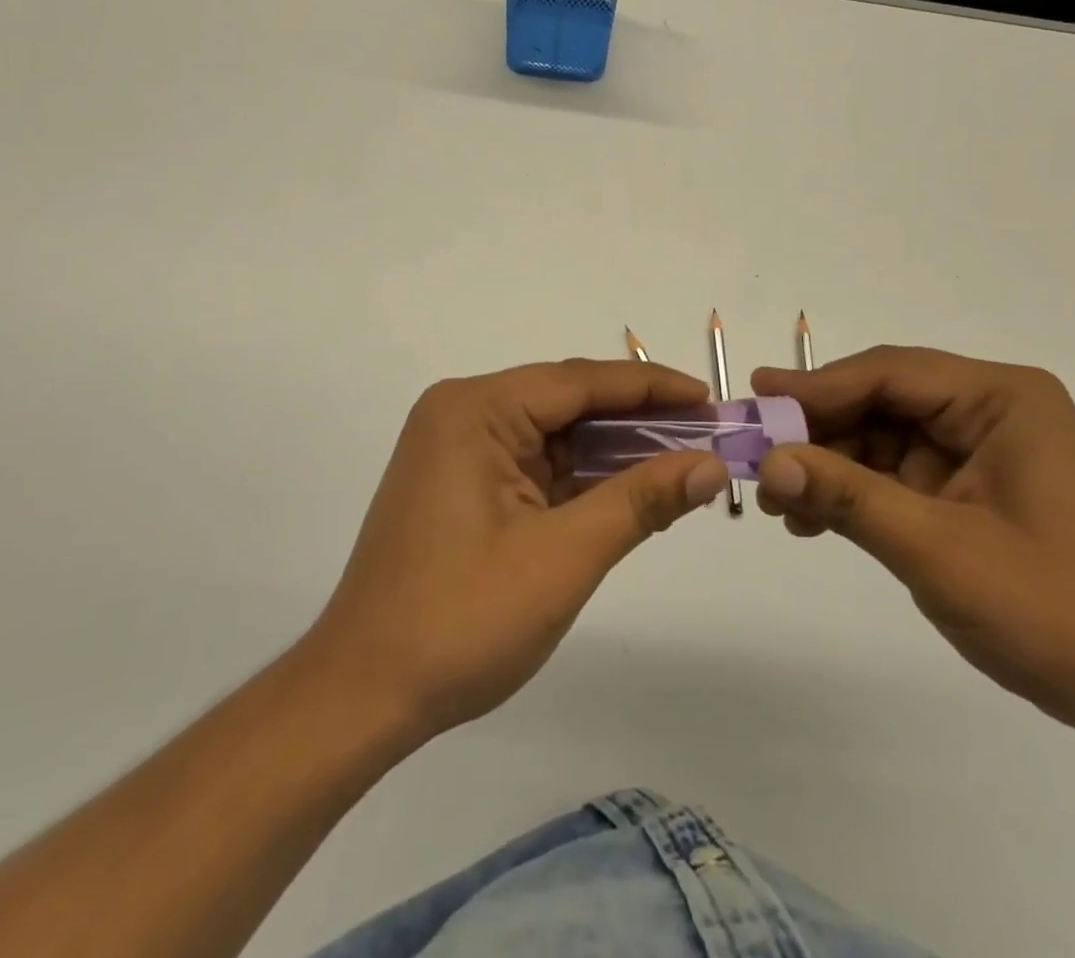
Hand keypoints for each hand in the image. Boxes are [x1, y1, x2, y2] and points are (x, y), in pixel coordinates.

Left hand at [305, 360, 729, 741]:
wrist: (363, 694)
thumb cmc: (462, 619)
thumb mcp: (563, 556)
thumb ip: (640, 500)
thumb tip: (711, 465)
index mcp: (477, 410)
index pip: (580, 381)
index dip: (651, 388)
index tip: (710, 399)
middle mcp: (463, 413)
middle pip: (566, 402)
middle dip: (636, 420)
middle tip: (706, 435)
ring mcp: (458, 449)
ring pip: (552, 434)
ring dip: (611, 451)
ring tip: (680, 461)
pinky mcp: (460, 484)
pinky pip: (533, 464)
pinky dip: (579, 477)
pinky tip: (626, 488)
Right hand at [751, 347, 1074, 739]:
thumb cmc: (1053, 610)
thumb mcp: (936, 548)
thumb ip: (846, 497)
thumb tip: (767, 461)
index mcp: (1002, 399)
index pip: (890, 373)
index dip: (817, 386)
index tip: (757, 396)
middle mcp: (992, 410)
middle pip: (881, 401)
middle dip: (819, 432)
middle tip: (758, 456)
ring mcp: (981, 450)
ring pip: (880, 438)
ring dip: (829, 467)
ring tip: (779, 503)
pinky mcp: (971, 489)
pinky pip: (895, 474)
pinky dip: (853, 493)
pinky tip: (812, 519)